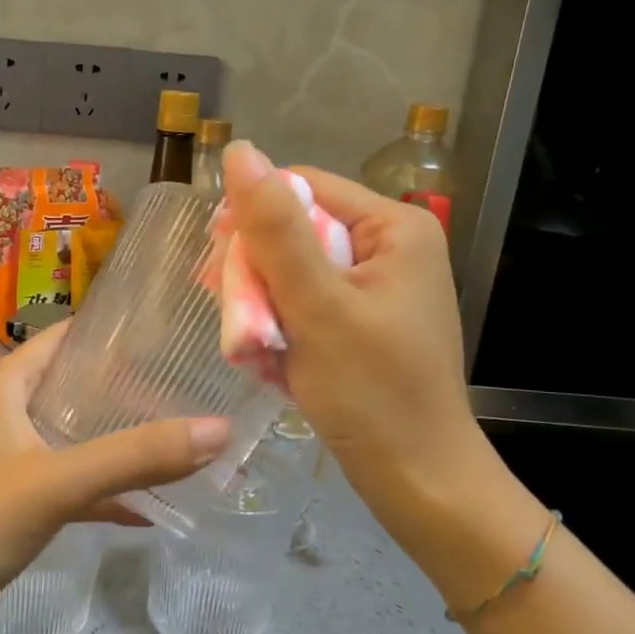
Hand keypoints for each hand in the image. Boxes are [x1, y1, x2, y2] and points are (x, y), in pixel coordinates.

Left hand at [0, 323, 228, 633]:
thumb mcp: (55, 483)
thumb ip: (134, 456)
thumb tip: (220, 429)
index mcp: (6, 385)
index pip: (69, 337)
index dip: (119, 335)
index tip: (176, 339)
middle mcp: (4, 411)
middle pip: (76, 387)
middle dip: (131, 393)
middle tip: (192, 396)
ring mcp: (3, 457)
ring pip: (73, 437)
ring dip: (119, 443)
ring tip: (181, 444)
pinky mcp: (6, 500)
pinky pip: (64, 482)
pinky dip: (101, 490)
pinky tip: (147, 509)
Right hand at [222, 142, 505, 547]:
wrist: (418, 481)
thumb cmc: (372, 393)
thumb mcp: (318, 306)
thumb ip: (277, 229)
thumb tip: (239, 153)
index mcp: (394, 226)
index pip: (301, 187)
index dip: (251, 219)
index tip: (216, 266)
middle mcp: (390, 246)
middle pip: (296, 229)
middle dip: (256, 272)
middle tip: (236, 317)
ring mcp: (378, 286)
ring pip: (294, 270)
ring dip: (263, 304)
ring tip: (253, 345)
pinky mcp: (364, 321)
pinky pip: (306, 303)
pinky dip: (281, 325)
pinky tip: (271, 357)